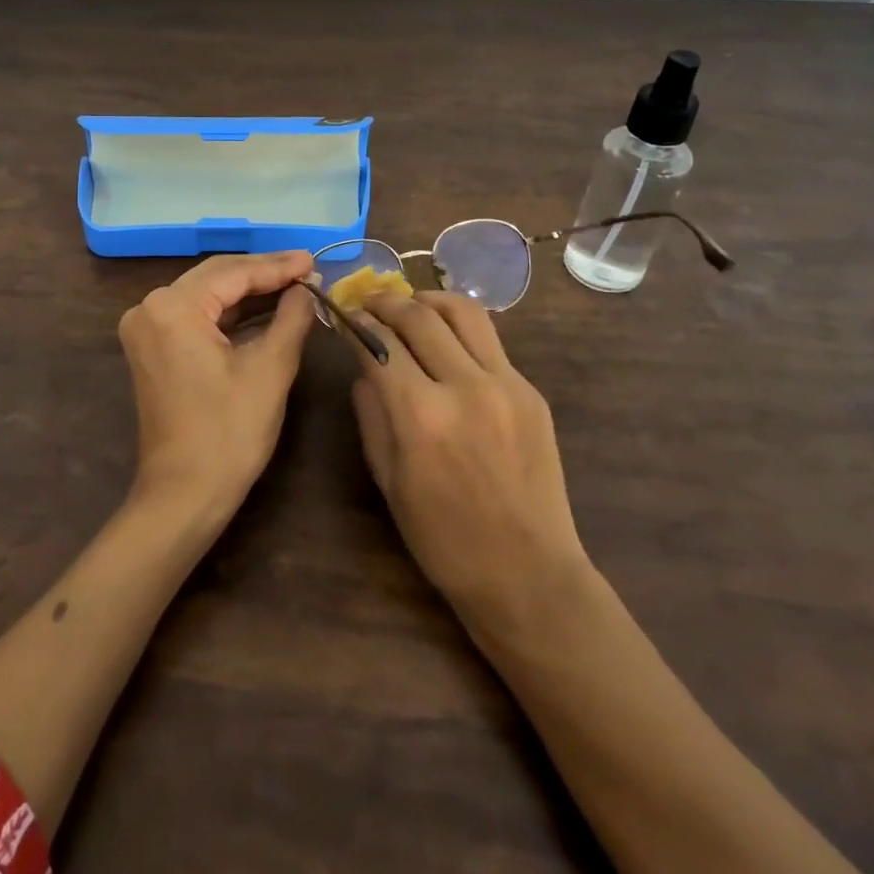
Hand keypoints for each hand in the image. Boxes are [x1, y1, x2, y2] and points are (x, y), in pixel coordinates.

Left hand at [117, 251, 316, 521]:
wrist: (184, 494)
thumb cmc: (229, 433)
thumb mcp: (270, 369)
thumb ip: (291, 317)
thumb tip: (307, 287)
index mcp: (173, 307)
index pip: (233, 272)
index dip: (278, 266)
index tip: (315, 260)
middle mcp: (150, 307)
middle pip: (216, 277)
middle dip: (263, 272)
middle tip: (308, 268)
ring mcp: (146, 327)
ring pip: (206, 294)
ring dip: (248, 290)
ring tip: (294, 283)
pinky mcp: (152, 347)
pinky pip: (195, 315)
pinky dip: (229, 312)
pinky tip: (264, 306)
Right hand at [346, 290, 591, 638]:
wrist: (527, 573)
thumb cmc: (443, 539)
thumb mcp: (388, 479)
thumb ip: (371, 412)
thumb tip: (364, 365)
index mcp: (421, 416)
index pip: (379, 343)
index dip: (355, 323)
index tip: (342, 314)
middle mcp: (465, 387)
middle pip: (418, 316)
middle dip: (385, 302)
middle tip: (367, 302)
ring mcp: (506, 384)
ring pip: (462, 312)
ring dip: (428, 299)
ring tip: (409, 305)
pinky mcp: (530, 391)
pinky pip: (490, 341)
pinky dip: (459, 329)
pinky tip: (445, 342)